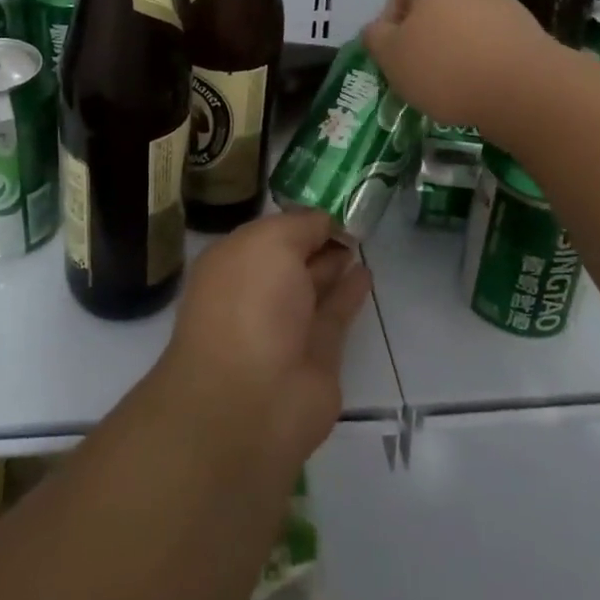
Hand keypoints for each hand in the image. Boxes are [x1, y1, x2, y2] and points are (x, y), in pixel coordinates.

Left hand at [159, 209, 370, 465]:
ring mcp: (284, 327)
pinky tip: (367, 273)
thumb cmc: (249, 303)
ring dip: (334, 265)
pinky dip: (350, 294)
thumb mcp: (271, 242)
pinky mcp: (315, 356)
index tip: (331, 200)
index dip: (297, 218)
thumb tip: (324, 222)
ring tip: (362, 240)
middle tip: (352, 219)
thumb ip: (300, 225)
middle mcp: (254, 292)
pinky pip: (334, 315)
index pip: (268, 232)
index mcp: (231, 263)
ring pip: (313, 286)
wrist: (253, 399)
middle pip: (290, 258)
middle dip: (316, 239)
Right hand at [362, 0, 551, 135]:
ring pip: (463, 21)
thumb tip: (377, 29)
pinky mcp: (526, 32)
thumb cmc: (446, 66)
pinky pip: (489, 40)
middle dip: (422, 30)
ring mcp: (503, 4)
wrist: (526, 90)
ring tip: (446, 83)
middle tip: (415, 66)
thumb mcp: (392, 57)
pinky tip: (476, 87)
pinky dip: (478, 59)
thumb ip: (376, 38)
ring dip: (451, 46)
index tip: (394, 41)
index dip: (393, 6)